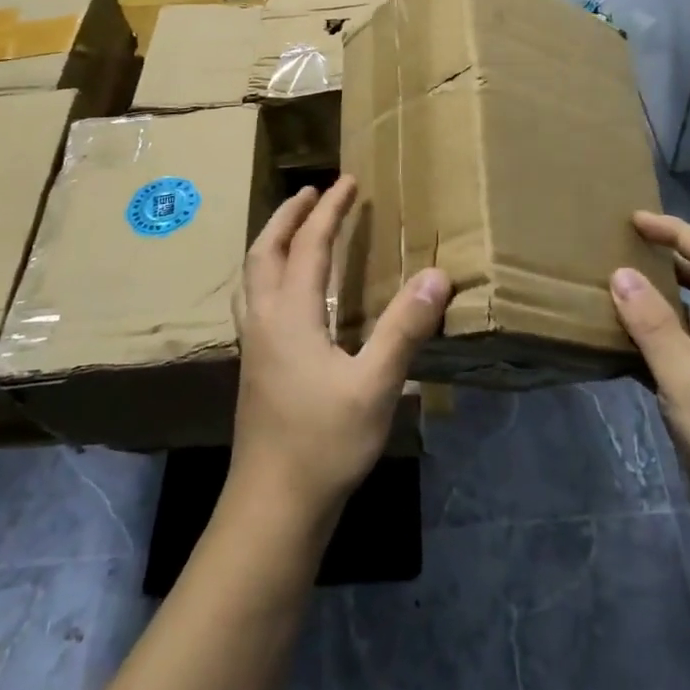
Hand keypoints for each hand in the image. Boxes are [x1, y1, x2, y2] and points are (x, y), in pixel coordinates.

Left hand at [231, 175, 448, 532]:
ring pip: (252, 277)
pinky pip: (255, 300)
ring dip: (271, 242)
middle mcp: (264, 321)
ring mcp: (254, 346)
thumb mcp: (375, 384)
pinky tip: (287, 294)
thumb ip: (404, 327)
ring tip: (293, 229)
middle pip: (264, 252)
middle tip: (312, 192)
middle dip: (288, 216)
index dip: (329, 210)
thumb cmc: (324, 444)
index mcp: (290, 315)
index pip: (308, 245)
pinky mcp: (255, 368)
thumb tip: (437, 274)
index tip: (349, 181)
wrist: (272, 508)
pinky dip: (269, 275)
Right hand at [611, 212, 689, 544]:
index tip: (634, 221)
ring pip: (686, 316)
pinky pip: (676, 350)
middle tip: (620, 247)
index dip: (676, 232)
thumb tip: (621, 273)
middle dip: (665, 257)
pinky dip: (650, 337)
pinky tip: (619, 342)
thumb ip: (652, 323)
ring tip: (612, 287)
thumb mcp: (685, 376)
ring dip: (655, 298)